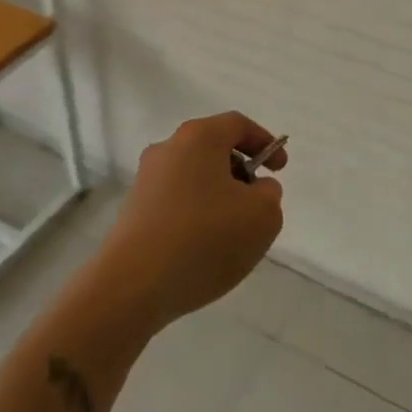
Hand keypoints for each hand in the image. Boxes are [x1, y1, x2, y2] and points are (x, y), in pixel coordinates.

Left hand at [97, 112, 287, 329]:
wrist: (132, 286)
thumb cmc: (205, 238)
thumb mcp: (261, 216)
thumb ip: (270, 195)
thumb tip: (257, 189)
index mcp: (199, 137)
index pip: (238, 125)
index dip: (264, 142)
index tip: (280, 169)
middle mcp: (168, 148)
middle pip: (213, 149)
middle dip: (240, 172)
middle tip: (256, 203)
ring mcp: (146, 180)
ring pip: (194, 177)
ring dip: (217, 196)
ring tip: (231, 234)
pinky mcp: (133, 212)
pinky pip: (175, 203)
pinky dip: (195, 216)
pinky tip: (202, 250)